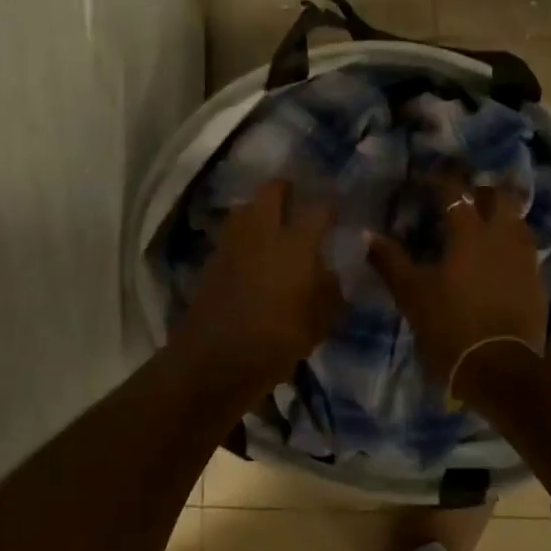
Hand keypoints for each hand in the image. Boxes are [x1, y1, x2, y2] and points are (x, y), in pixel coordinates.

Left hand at [170, 180, 341, 396]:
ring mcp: (232, 243)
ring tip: (273, 225)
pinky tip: (253, 253)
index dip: (331, 205)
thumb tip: (329, 272)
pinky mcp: (212, 260)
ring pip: (245, 208)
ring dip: (260, 209)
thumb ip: (329, 291)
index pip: (318, 208)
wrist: (214, 360)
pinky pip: (231, 235)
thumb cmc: (275, 341)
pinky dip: (243, 236)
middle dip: (287, 189)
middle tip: (299, 201)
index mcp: (295, 243)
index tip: (338, 210)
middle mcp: (262, 232)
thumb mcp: (318, 323)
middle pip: (272, 190)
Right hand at [369, 172, 546, 394]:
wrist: (499, 367)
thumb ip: (390, 259)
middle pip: (498, 195)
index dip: (439, 181)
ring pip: (516, 219)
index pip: (455, 190)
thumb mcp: (411, 293)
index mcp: (468, 232)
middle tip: (459, 201)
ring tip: (479, 226)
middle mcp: (501, 235)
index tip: (424, 183)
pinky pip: (523, 246)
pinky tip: (494, 257)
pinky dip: (508, 242)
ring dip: (499, 215)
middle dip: (479, 191)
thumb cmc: (449, 325)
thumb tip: (367, 234)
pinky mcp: (535, 279)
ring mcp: (523, 257)